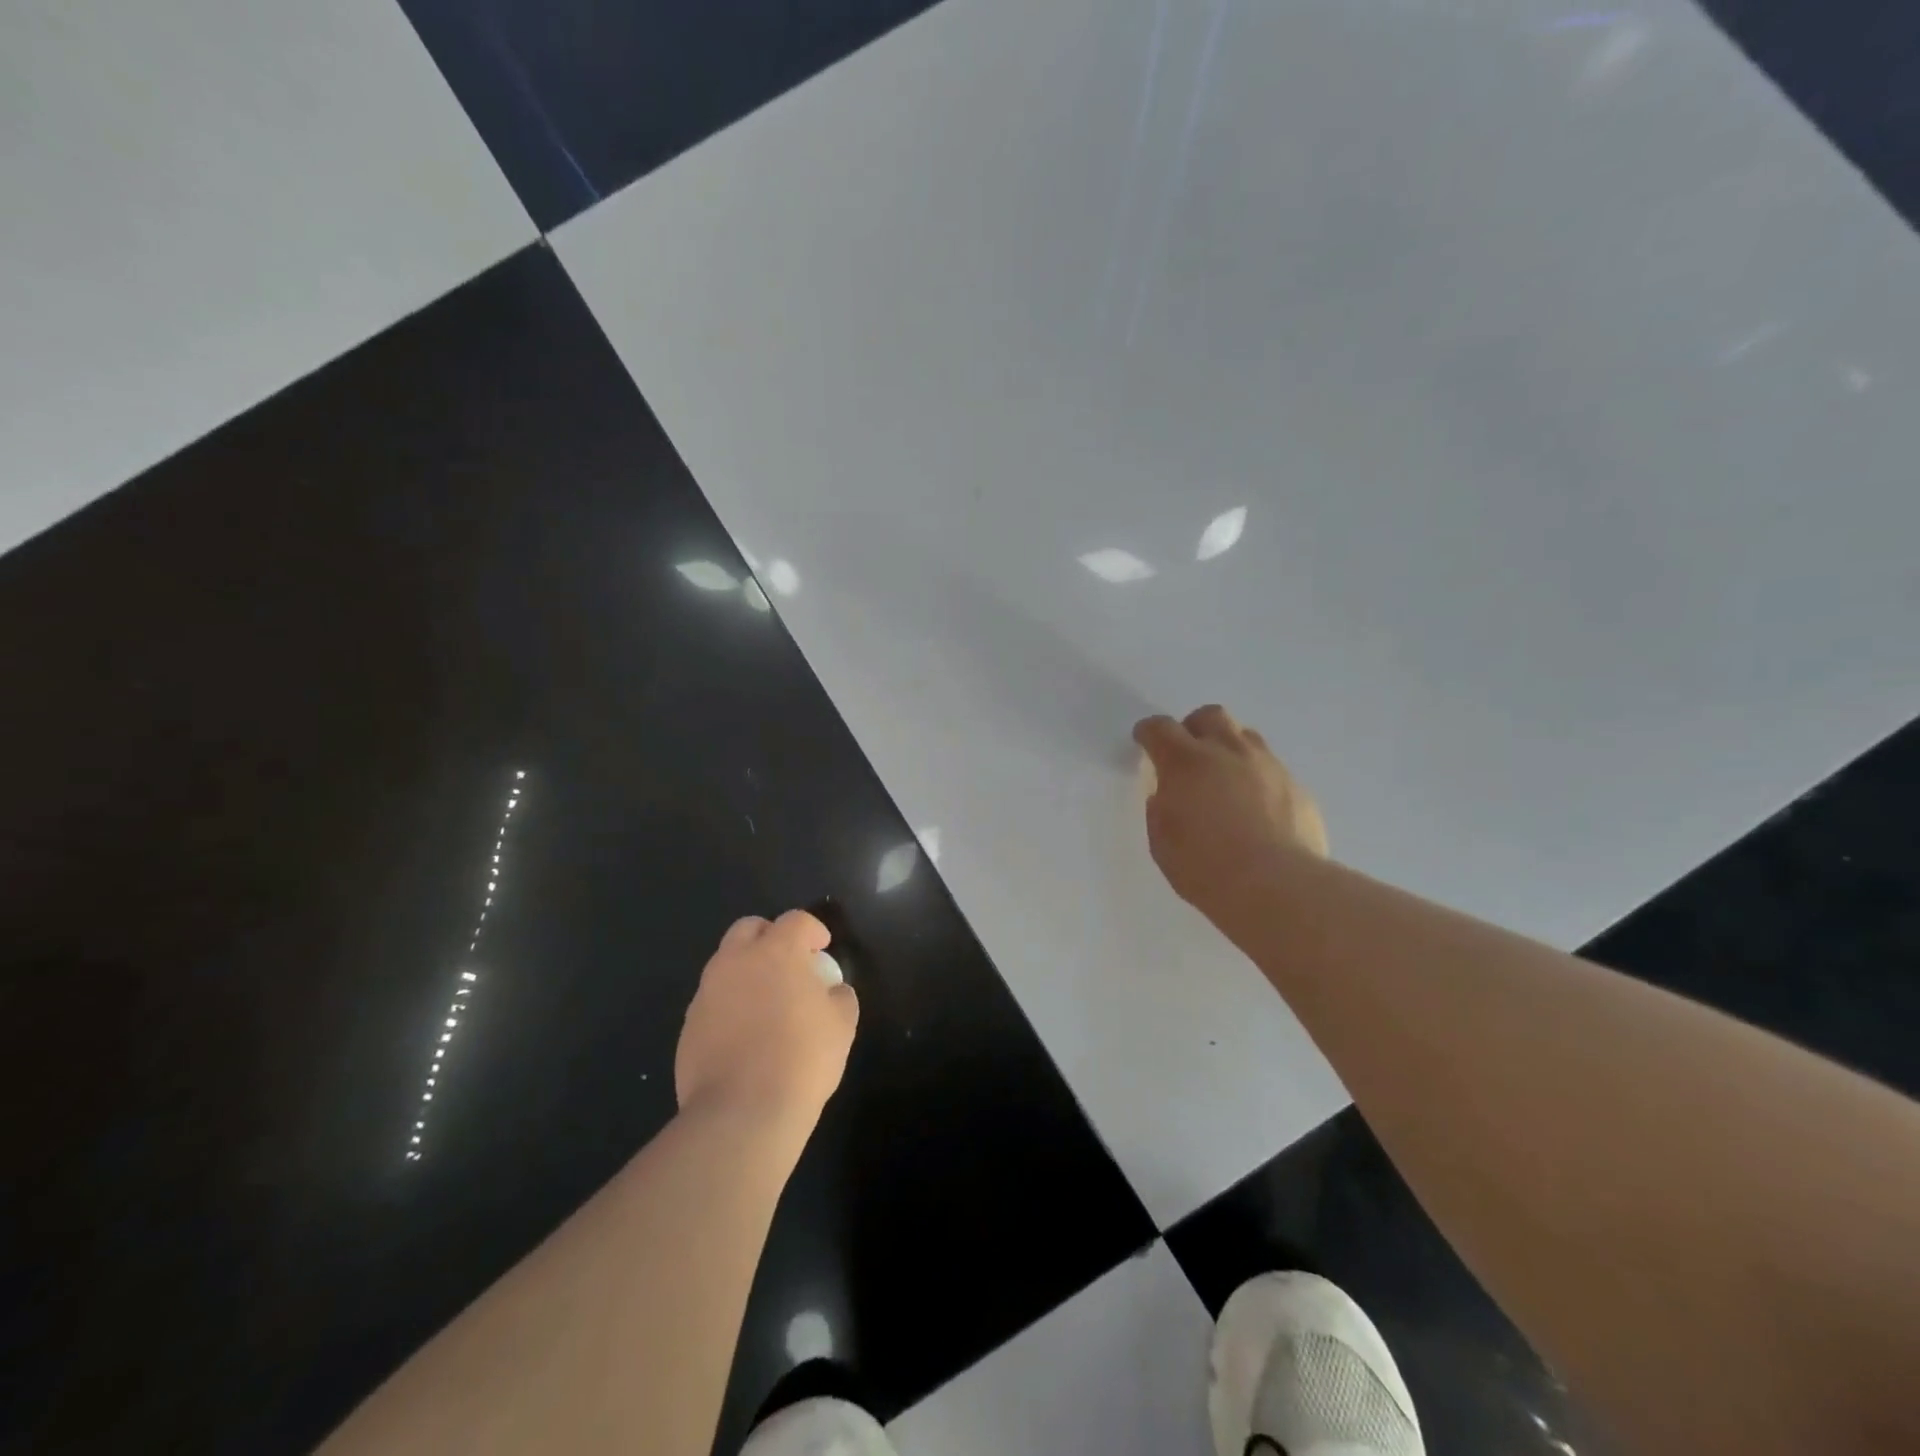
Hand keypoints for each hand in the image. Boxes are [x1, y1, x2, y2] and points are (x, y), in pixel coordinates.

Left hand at [675, 909, 859, 1141]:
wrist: (741, 1112)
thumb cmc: (802, 1059)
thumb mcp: (842, 1025)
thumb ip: (840, 996)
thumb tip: (832, 991)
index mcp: (776, 952)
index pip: (795, 920)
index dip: (812, 930)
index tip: (822, 949)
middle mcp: (736, 961)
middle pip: (749, 928)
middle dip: (770, 936)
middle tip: (788, 963)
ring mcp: (707, 993)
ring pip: (725, 964)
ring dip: (746, 971)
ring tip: (766, 1002)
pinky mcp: (689, 1025)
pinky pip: (713, 1001)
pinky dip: (729, 1005)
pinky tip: (745, 1035)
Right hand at [1133, 705, 1327, 917]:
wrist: (1278, 887)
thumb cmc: (1206, 868)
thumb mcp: (1162, 842)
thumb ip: (1160, 810)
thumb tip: (1167, 796)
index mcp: (1186, 763)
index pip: (1160, 729)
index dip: (1149, 731)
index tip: (1144, 739)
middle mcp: (1228, 752)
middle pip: (1210, 716)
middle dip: (1194, 728)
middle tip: (1188, 753)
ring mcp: (1267, 766)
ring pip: (1245, 736)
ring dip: (1228, 748)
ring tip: (1224, 776)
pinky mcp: (1296, 786)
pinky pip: (1271, 768)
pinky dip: (1256, 777)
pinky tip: (1255, 807)